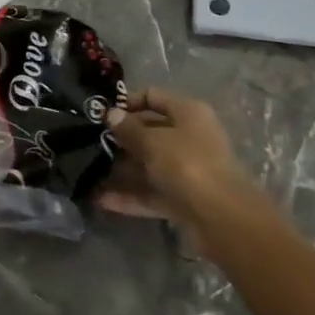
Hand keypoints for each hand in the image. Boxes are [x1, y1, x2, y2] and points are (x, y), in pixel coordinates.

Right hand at [99, 87, 257, 234]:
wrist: (222, 218)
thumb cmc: (187, 164)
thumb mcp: (153, 141)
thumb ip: (129, 128)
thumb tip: (112, 114)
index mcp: (188, 113)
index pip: (154, 97)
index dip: (128, 102)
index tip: (102, 112)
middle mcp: (190, 137)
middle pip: (151, 132)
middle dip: (122, 139)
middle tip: (92, 143)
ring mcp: (188, 170)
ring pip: (150, 165)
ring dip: (124, 170)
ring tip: (91, 172)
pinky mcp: (184, 199)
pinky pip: (153, 192)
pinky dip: (131, 196)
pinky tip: (102, 200)